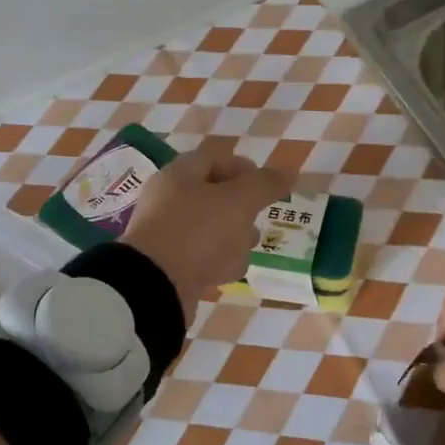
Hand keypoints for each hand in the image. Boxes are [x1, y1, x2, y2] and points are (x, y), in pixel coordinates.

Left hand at [122, 144, 289, 319]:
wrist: (154, 286)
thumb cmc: (197, 231)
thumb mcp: (238, 201)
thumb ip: (265, 184)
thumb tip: (290, 171)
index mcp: (180, 174)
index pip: (215, 157)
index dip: (245, 167)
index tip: (267, 187)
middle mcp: (168, 199)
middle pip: (212, 194)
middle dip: (241, 206)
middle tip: (258, 218)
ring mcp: (165, 233)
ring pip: (208, 227)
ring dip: (232, 236)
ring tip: (247, 247)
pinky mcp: (167, 264)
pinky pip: (199, 255)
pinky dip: (217, 260)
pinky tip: (229, 271)